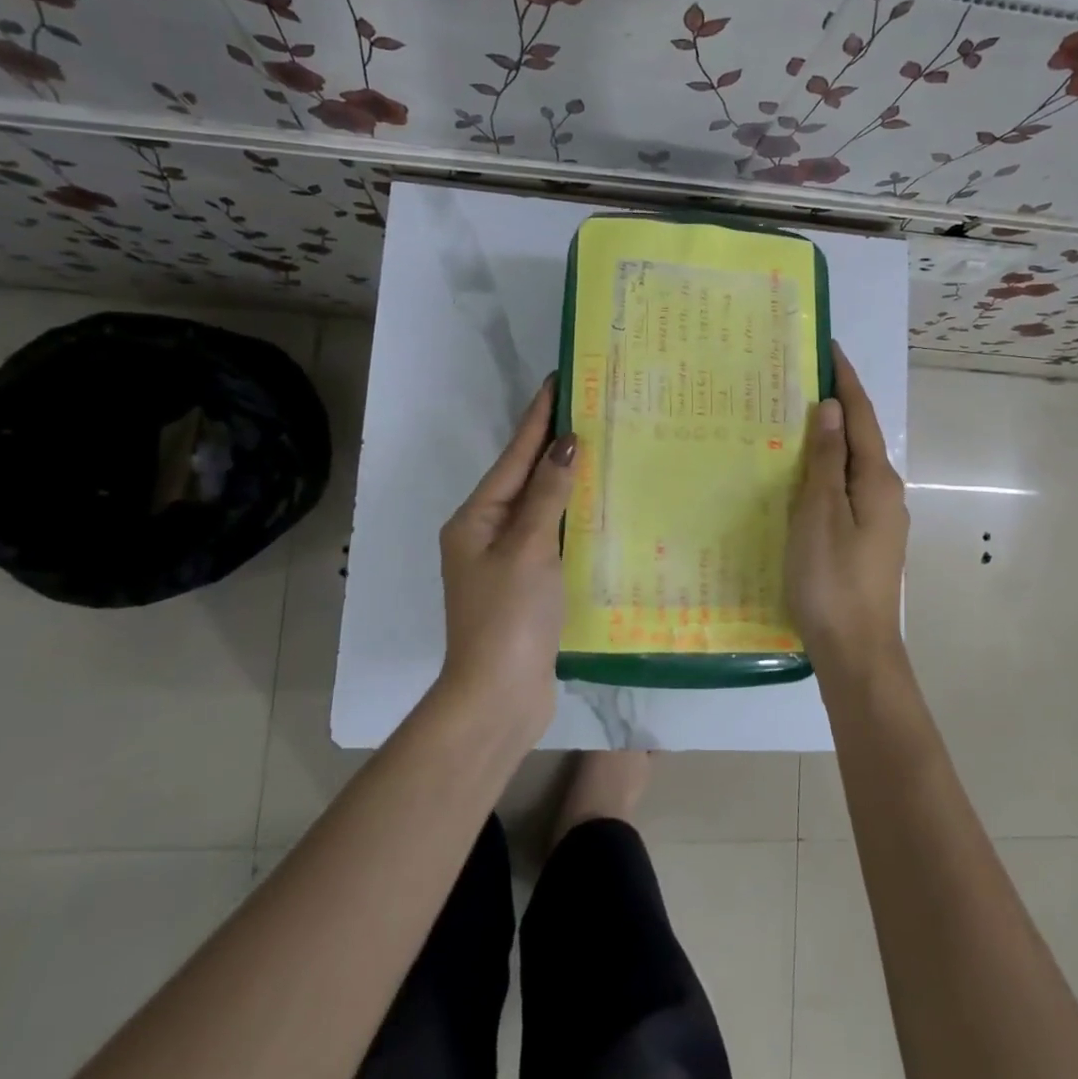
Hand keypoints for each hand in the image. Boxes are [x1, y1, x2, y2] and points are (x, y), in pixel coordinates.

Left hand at [437, 377, 576, 737]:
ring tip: (601, 445)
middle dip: (554, 443)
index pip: (515, 455)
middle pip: (525, 477)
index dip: (538, 417)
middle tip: (591, 407)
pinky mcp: (527, 583)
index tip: (559, 380)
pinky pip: (551, 535)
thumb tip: (566, 442)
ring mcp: (506, 560)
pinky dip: (572, 516)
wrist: (498, 698)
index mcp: (476, 518)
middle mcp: (486, 533)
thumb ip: (548, 494)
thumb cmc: (508, 618)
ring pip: (541, 506)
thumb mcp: (528, 548)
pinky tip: (598, 504)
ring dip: (566, 478)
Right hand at [786, 343, 908, 678]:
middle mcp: (885, 492)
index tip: (828, 347)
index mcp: (877, 481)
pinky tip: (802, 475)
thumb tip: (831, 408)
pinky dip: (826, 470)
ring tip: (794, 421)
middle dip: (834, 406)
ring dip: (829, 439)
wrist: (856, 651)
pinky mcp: (867, 538)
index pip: (860, 416)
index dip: (845, 380)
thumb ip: (826, 461)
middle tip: (799, 380)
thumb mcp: (820, 515)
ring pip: (851, 465)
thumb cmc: (832, 580)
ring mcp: (879, 518)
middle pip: (859, 437)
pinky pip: (845, 489)